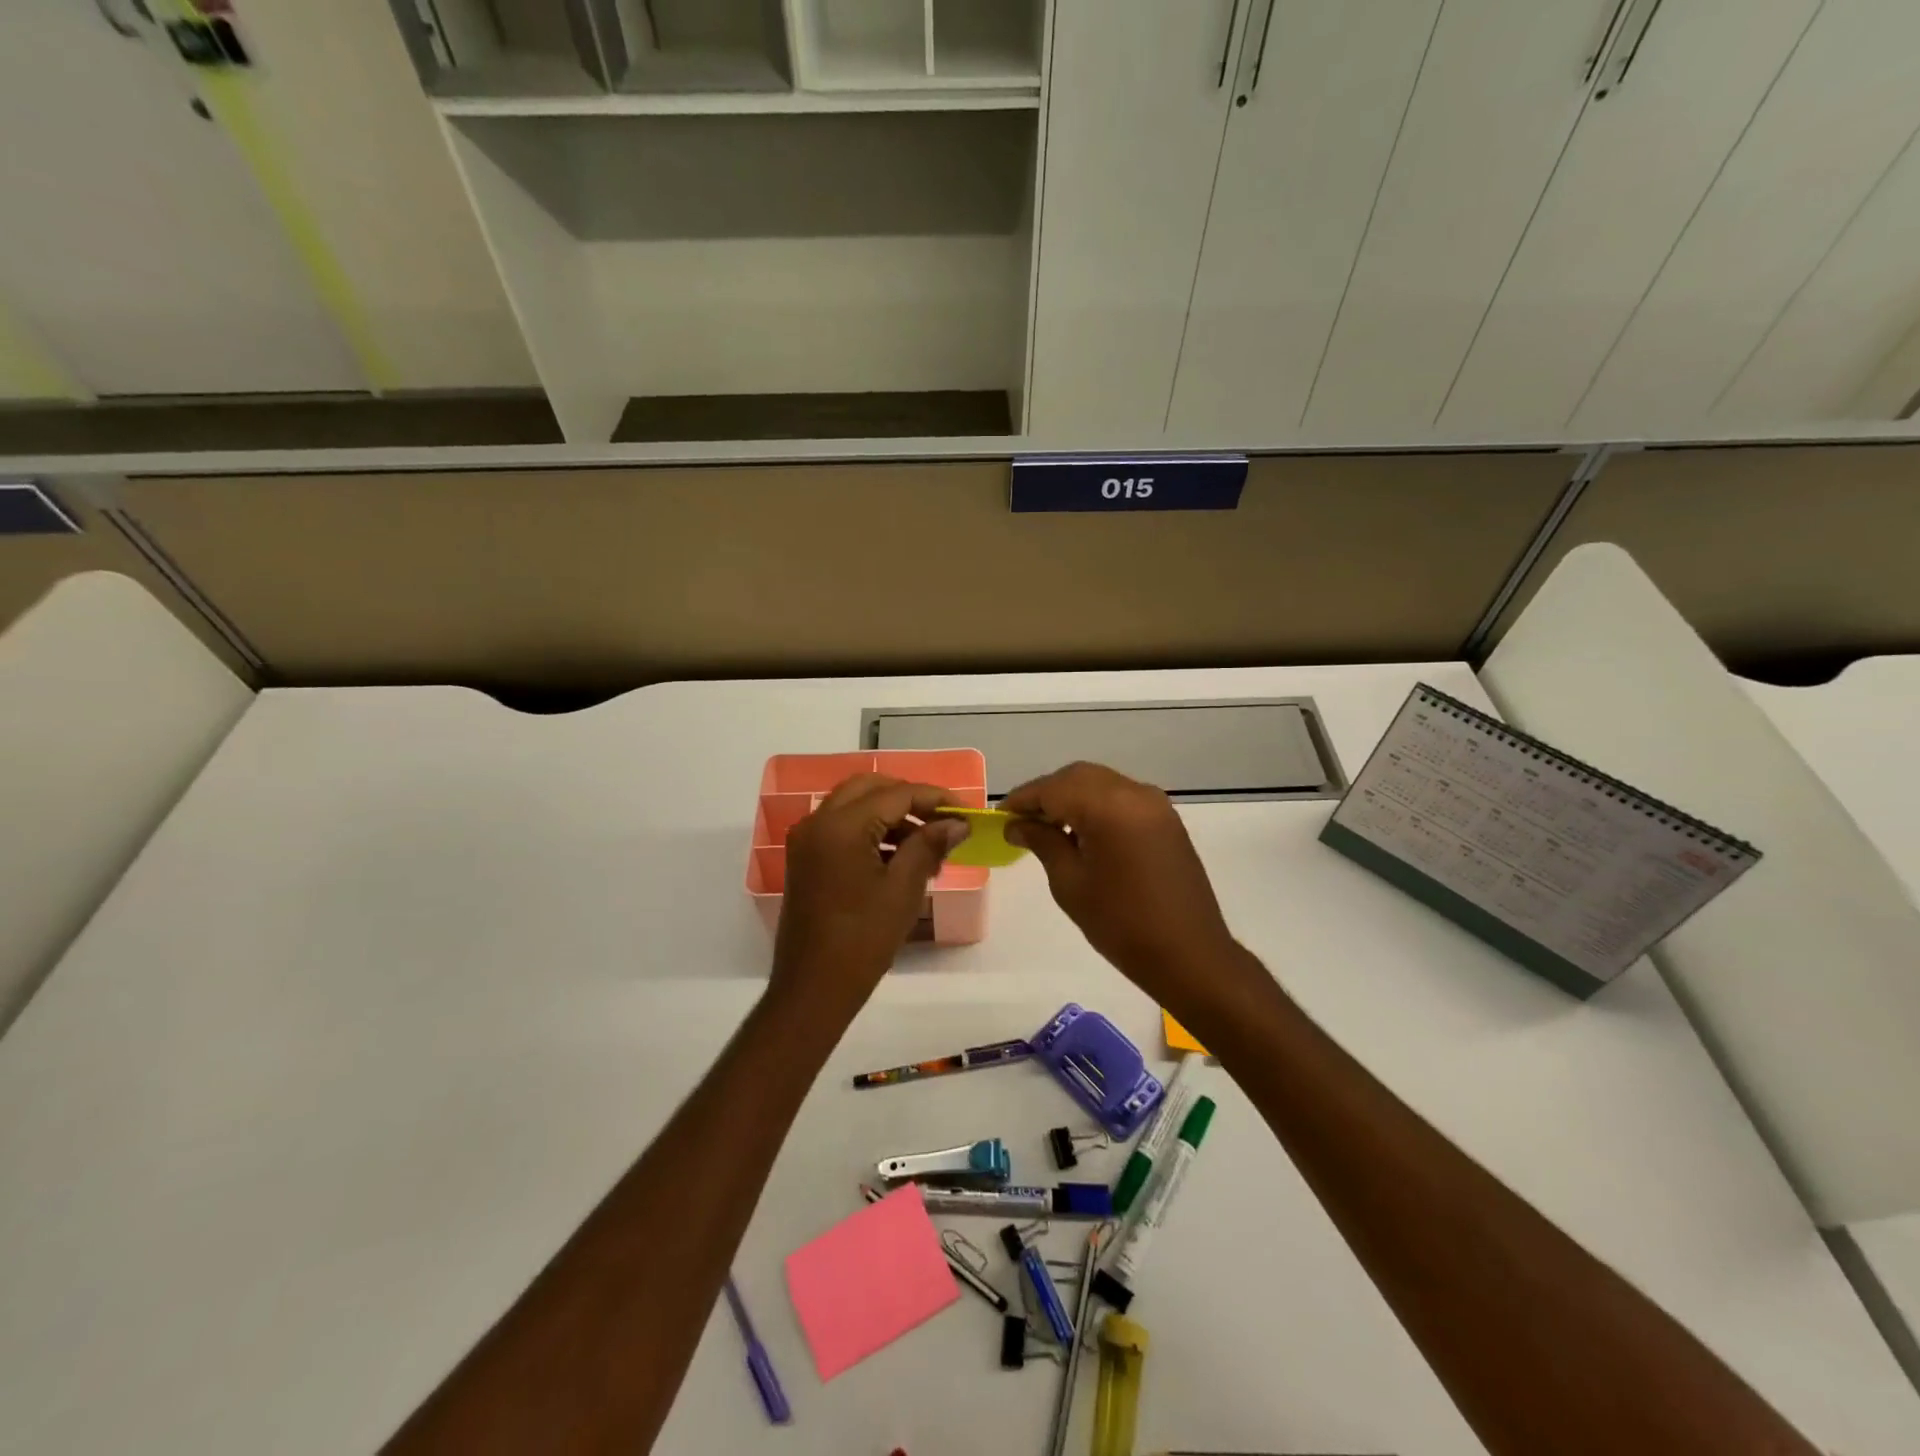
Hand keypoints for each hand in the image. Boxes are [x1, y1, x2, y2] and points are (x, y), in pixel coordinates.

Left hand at [771, 775, 967, 1015]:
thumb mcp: (903, 889)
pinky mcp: (807, 859)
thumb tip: (957, 823)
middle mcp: (818, 822)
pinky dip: (873, 831)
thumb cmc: (862, 940)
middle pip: (871, 788)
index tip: (967, 813)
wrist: (813, 989)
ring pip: (855, 806)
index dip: (935, 798)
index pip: (896, 794)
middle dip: (910, 799)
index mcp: (840, 826)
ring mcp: (808, 840)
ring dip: (892, 815)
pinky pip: (843, 828)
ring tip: (930, 844)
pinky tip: (902, 857)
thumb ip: (929, 845)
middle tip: (944, 820)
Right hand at [1004, 762, 1243, 1004]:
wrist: (1189, 954)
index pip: (1053, 787)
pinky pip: (1122, 798)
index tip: (999, 816)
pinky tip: (1081, 833)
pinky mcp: (1166, 820)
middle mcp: (1134, 793)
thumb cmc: (1121, 923)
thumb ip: (1042, 842)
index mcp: (1108, 806)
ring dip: (1071, 797)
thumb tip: (1017, 824)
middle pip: (1078, 777)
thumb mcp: (1070, 883)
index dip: (1023, 799)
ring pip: (1101, 783)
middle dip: (1046, 794)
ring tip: (1047, 828)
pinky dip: (1096, 805)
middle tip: (1021, 821)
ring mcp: (1155, 804)